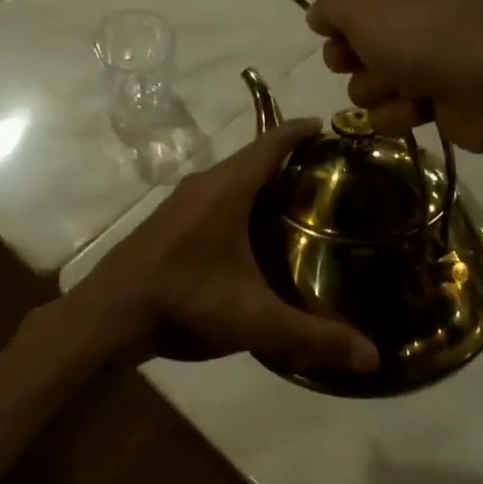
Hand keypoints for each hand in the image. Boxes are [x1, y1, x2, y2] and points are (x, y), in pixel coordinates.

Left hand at [73, 121, 378, 375]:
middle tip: (323, 174)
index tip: (326, 126)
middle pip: (251, 158)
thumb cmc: (186, 302)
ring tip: (292, 200)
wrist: (110, 314)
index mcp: (228, 189)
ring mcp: (179, 201)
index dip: (299, 131)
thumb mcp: (256, 321)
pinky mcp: (165, 220)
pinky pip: (211, 195)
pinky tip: (246, 231)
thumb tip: (372, 358)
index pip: (270, 144)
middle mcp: (203, 184)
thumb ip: (314, 337)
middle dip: (286, 159)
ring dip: (257, 181)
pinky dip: (235, 199)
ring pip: (228, 178)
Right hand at [305, 0, 482, 152]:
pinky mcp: (442, 88)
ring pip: (370, 71)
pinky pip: (395, 100)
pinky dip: (398, 108)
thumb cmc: (430, 32)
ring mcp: (436, 45)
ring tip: (395, 86)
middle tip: (350, 58)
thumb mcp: (363, 5)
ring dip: (373, 85)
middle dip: (348, 50)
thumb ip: (329, 5)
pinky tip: (415, 109)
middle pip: (358, 25)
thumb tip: (323, 14)